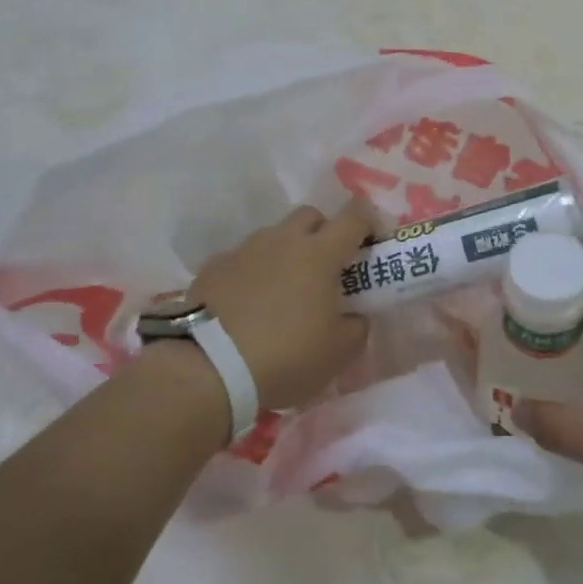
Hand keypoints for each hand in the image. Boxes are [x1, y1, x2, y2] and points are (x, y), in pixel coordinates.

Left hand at [186, 199, 372, 411]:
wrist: (209, 367)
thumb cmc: (286, 356)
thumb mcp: (338, 353)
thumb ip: (356, 327)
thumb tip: (355, 316)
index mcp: (320, 254)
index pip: (353, 218)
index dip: (369, 222)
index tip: (373, 240)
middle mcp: (282, 241)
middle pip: (310, 216)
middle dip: (324, 232)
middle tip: (327, 266)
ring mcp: (244, 250)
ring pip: (274, 236)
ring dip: (286, 252)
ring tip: (284, 290)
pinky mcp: (213, 266)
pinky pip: (242, 259)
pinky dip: (252, 272)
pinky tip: (248, 303)